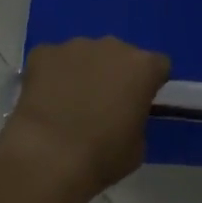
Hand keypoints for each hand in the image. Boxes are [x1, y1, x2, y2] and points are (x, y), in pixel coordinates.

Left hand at [3, 38, 170, 199]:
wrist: (48, 156)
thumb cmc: (101, 156)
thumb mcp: (137, 147)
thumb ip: (136, 119)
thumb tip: (124, 115)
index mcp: (142, 67)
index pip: (157, 66)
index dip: (150, 84)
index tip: (140, 103)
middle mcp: (112, 46)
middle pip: (120, 55)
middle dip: (114, 74)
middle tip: (102, 104)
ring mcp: (75, 45)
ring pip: (85, 54)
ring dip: (83, 72)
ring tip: (68, 103)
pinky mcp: (44, 52)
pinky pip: (52, 59)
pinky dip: (52, 74)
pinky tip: (44, 100)